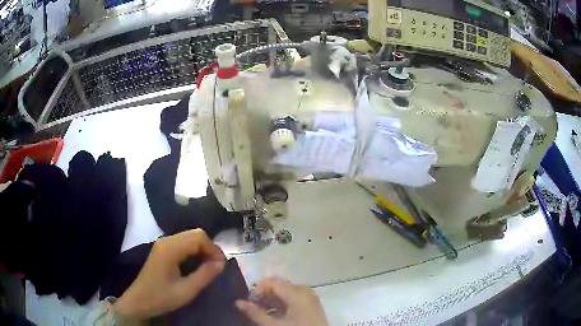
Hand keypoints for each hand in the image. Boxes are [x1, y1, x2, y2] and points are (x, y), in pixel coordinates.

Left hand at [113, 229, 224, 318]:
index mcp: (171, 248)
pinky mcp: (163, 249)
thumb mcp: (186, 290)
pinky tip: (197, 264)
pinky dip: (194, 251)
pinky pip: (183, 243)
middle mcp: (167, 240)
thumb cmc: (162, 297)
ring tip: (209, 266)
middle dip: (209, 248)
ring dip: (202, 249)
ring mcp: (163, 244)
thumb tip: (222, 263)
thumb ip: (205, 275)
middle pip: (195, 234)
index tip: (221, 266)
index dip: (214, 249)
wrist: (139, 301)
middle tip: (217, 266)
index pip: (199, 237)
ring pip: (189, 237)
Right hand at [235, 278, 327, 325]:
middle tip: (253, 306)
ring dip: (272, 300)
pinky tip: (275, 314)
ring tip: (262, 312)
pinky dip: (283, 304)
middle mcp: (305, 291)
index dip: (258, 289)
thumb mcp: (273, 325)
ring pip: (287, 292)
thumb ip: (255, 313)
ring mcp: (310, 298)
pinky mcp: (312, 305)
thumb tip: (237, 302)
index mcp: (297, 292)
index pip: (273, 282)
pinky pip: (295, 298)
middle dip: (264, 295)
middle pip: (280, 286)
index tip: (248, 300)